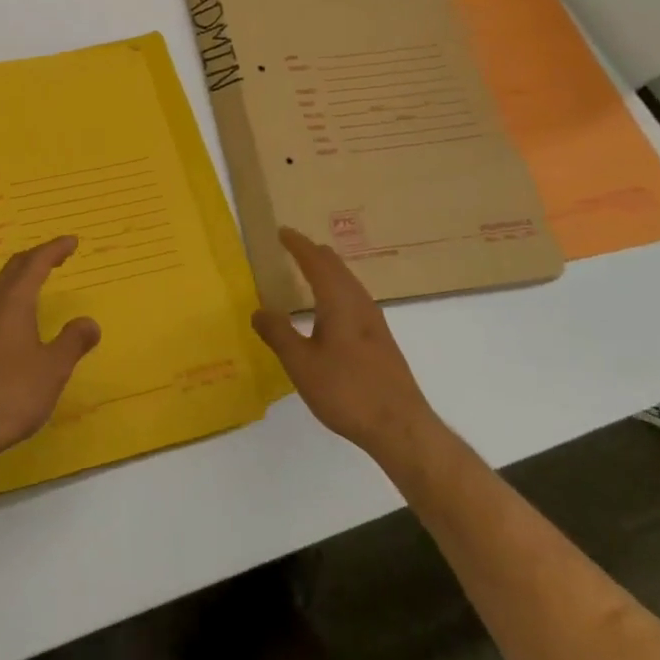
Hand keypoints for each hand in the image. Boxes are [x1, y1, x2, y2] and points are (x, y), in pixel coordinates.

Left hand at [0, 237, 100, 470]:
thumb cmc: (11, 394)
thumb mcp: (52, 369)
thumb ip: (73, 341)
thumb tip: (89, 322)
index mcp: (12, 301)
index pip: (35, 263)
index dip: (54, 249)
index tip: (72, 241)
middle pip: (13, 269)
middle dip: (36, 257)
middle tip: (57, 254)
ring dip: (20, 277)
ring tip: (38, 280)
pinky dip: (9, 297)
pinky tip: (14, 317)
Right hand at [251, 228, 441, 463]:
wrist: (401, 427)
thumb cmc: (347, 391)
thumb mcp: (301, 364)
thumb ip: (278, 334)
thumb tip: (259, 310)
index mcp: (339, 302)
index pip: (316, 262)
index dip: (298, 245)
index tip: (282, 231)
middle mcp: (359, 304)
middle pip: (336, 267)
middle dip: (314, 253)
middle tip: (293, 246)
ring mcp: (374, 322)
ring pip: (348, 282)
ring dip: (328, 270)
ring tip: (310, 270)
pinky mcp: (381, 340)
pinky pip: (355, 298)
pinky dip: (337, 288)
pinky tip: (332, 308)